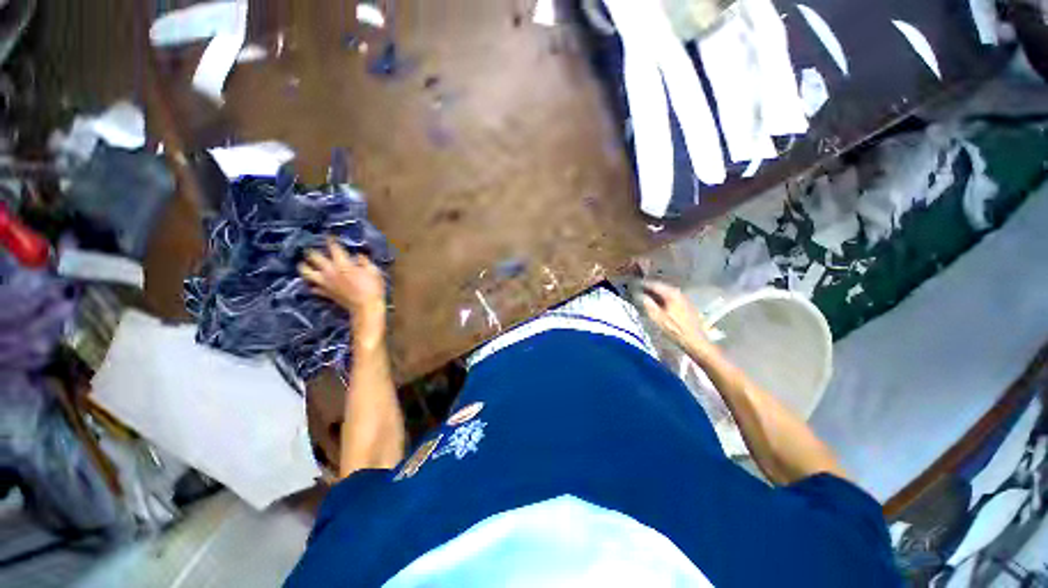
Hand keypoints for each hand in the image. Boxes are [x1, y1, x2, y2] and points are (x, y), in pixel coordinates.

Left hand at [299, 239, 386, 341]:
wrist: (366, 308)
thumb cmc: (373, 288)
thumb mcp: (374, 271)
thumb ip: (364, 261)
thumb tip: (358, 256)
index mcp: (342, 264)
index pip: (333, 247)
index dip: (331, 240)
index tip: (329, 235)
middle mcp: (329, 271)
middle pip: (313, 257)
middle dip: (311, 251)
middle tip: (311, 249)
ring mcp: (325, 283)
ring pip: (306, 272)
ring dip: (304, 267)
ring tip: (305, 264)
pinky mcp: (325, 294)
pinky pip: (313, 288)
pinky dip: (313, 285)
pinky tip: (315, 283)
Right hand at [640, 280, 716, 357]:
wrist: (694, 340)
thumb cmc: (674, 329)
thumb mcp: (657, 318)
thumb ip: (648, 304)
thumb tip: (640, 295)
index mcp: (671, 294)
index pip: (655, 285)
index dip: (644, 284)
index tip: (636, 285)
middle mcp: (679, 293)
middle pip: (662, 287)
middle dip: (651, 288)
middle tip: (640, 290)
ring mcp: (685, 298)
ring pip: (668, 292)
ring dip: (658, 294)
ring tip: (648, 296)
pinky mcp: (688, 305)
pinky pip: (673, 297)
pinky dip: (665, 298)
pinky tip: (660, 303)